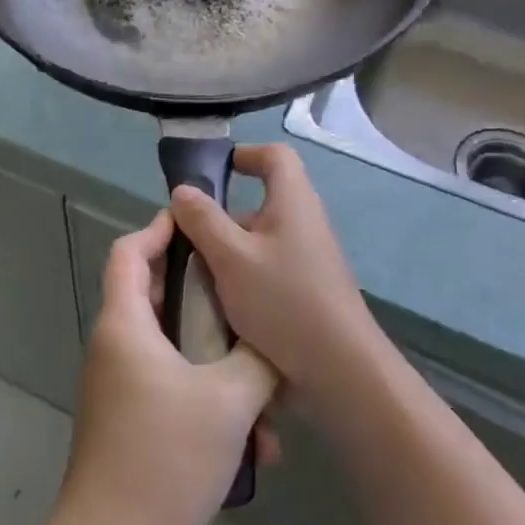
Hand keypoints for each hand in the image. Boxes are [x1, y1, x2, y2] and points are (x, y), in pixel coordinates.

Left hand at [50, 211, 278, 524]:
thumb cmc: (165, 458)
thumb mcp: (229, 402)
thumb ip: (257, 359)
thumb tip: (272, 341)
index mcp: (124, 324)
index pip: (130, 252)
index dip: (160, 229)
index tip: (198, 223)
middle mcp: (114, 344)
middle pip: (155, 296)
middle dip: (205, 298)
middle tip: (247, 299)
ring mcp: (119, 383)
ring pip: (172, 348)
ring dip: (217, 362)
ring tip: (265, 394)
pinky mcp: (129, 416)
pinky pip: (170, 384)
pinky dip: (206, 396)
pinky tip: (251, 441)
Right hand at [170, 144, 383, 403]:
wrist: (341, 370)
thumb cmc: (284, 301)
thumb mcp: (231, 257)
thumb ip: (203, 220)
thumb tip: (182, 191)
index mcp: (293, 201)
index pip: (275, 156)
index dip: (244, 154)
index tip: (211, 173)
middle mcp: (305, 222)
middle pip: (260, 201)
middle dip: (222, 216)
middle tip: (188, 237)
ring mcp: (309, 258)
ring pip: (259, 240)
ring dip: (228, 251)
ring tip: (196, 276)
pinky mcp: (308, 289)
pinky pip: (268, 268)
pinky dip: (243, 276)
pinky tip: (221, 304)